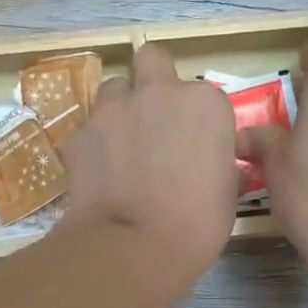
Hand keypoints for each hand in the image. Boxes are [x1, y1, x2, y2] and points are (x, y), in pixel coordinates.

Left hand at [60, 43, 238, 279]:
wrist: (134, 246)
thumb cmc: (195, 226)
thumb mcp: (227, 196)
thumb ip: (221, 167)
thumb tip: (218, 167)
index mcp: (205, 104)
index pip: (203, 96)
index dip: (196, 119)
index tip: (194, 145)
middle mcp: (159, 93)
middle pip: (152, 61)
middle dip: (151, 81)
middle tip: (152, 119)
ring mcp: (114, 109)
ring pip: (113, 87)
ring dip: (119, 108)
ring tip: (121, 144)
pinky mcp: (80, 133)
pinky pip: (88, 128)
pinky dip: (93, 144)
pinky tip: (97, 173)